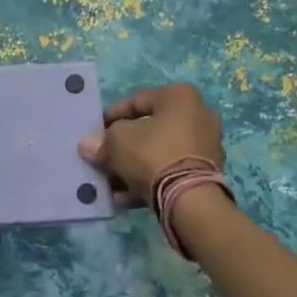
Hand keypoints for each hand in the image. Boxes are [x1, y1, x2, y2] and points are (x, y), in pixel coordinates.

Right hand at [79, 83, 224, 205]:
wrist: (190, 199)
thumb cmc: (152, 155)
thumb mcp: (116, 142)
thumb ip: (101, 141)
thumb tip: (88, 145)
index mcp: (180, 97)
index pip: (137, 101)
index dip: (111, 117)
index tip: (96, 133)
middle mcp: (199, 115)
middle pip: (150, 129)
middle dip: (124, 145)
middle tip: (105, 158)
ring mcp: (207, 146)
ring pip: (160, 153)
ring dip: (135, 166)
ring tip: (112, 183)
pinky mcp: (208, 173)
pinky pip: (171, 171)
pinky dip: (150, 180)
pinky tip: (126, 197)